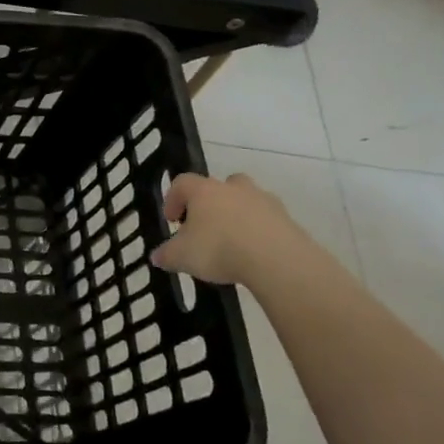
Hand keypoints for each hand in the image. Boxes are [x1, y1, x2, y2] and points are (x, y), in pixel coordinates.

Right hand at [150, 172, 308, 284]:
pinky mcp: (287, 219)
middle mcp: (233, 188)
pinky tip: (253, 253)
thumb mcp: (181, 257)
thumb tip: (157, 257)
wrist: (277, 260)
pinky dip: (258, 231)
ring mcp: (264, 201)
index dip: (173, 199)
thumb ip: (166, 255)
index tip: (171, 220)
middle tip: (204, 225)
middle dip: (210, 202)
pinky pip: (266, 220)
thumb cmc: (219, 249)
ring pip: (246, 200)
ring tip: (231, 241)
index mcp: (204, 191)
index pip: (182, 183)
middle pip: (218, 185)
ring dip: (237, 214)